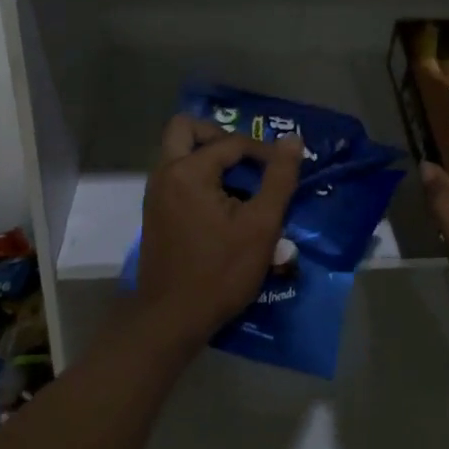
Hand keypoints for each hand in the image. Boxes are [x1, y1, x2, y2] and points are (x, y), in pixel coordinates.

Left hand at [133, 115, 302, 350]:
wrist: (171, 320)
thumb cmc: (219, 272)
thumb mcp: (261, 226)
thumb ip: (279, 179)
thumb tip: (293, 139)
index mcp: (188, 171)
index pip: (231, 142)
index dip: (263, 152)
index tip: (284, 171)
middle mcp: (165, 174)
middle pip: (186, 129)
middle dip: (219, 135)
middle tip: (245, 158)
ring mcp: (155, 194)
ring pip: (178, 152)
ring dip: (208, 155)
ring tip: (240, 182)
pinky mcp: (154, 213)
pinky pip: (176, 175)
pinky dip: (198, 176)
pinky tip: (224, 205)